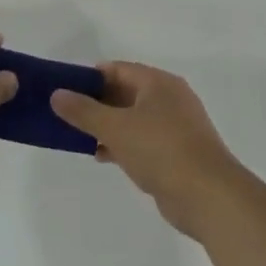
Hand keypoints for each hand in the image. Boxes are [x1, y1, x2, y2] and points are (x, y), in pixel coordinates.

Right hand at [52, 64, 242, 236]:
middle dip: (95, 102)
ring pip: (132, 118)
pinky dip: (122, 144)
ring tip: (78, 135)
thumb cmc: (161, 150)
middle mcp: (169, 99)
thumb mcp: (115, 127)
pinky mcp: (177, 153)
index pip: (117, 69)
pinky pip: (142, 140)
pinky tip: (102, 156)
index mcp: (158, 83)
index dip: (89, 77)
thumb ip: (83, 111)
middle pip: (124, 92)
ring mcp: (175, 127)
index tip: (63, 89)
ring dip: (107, 125)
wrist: (209, 196)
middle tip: (66, 113)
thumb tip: (56, 94)